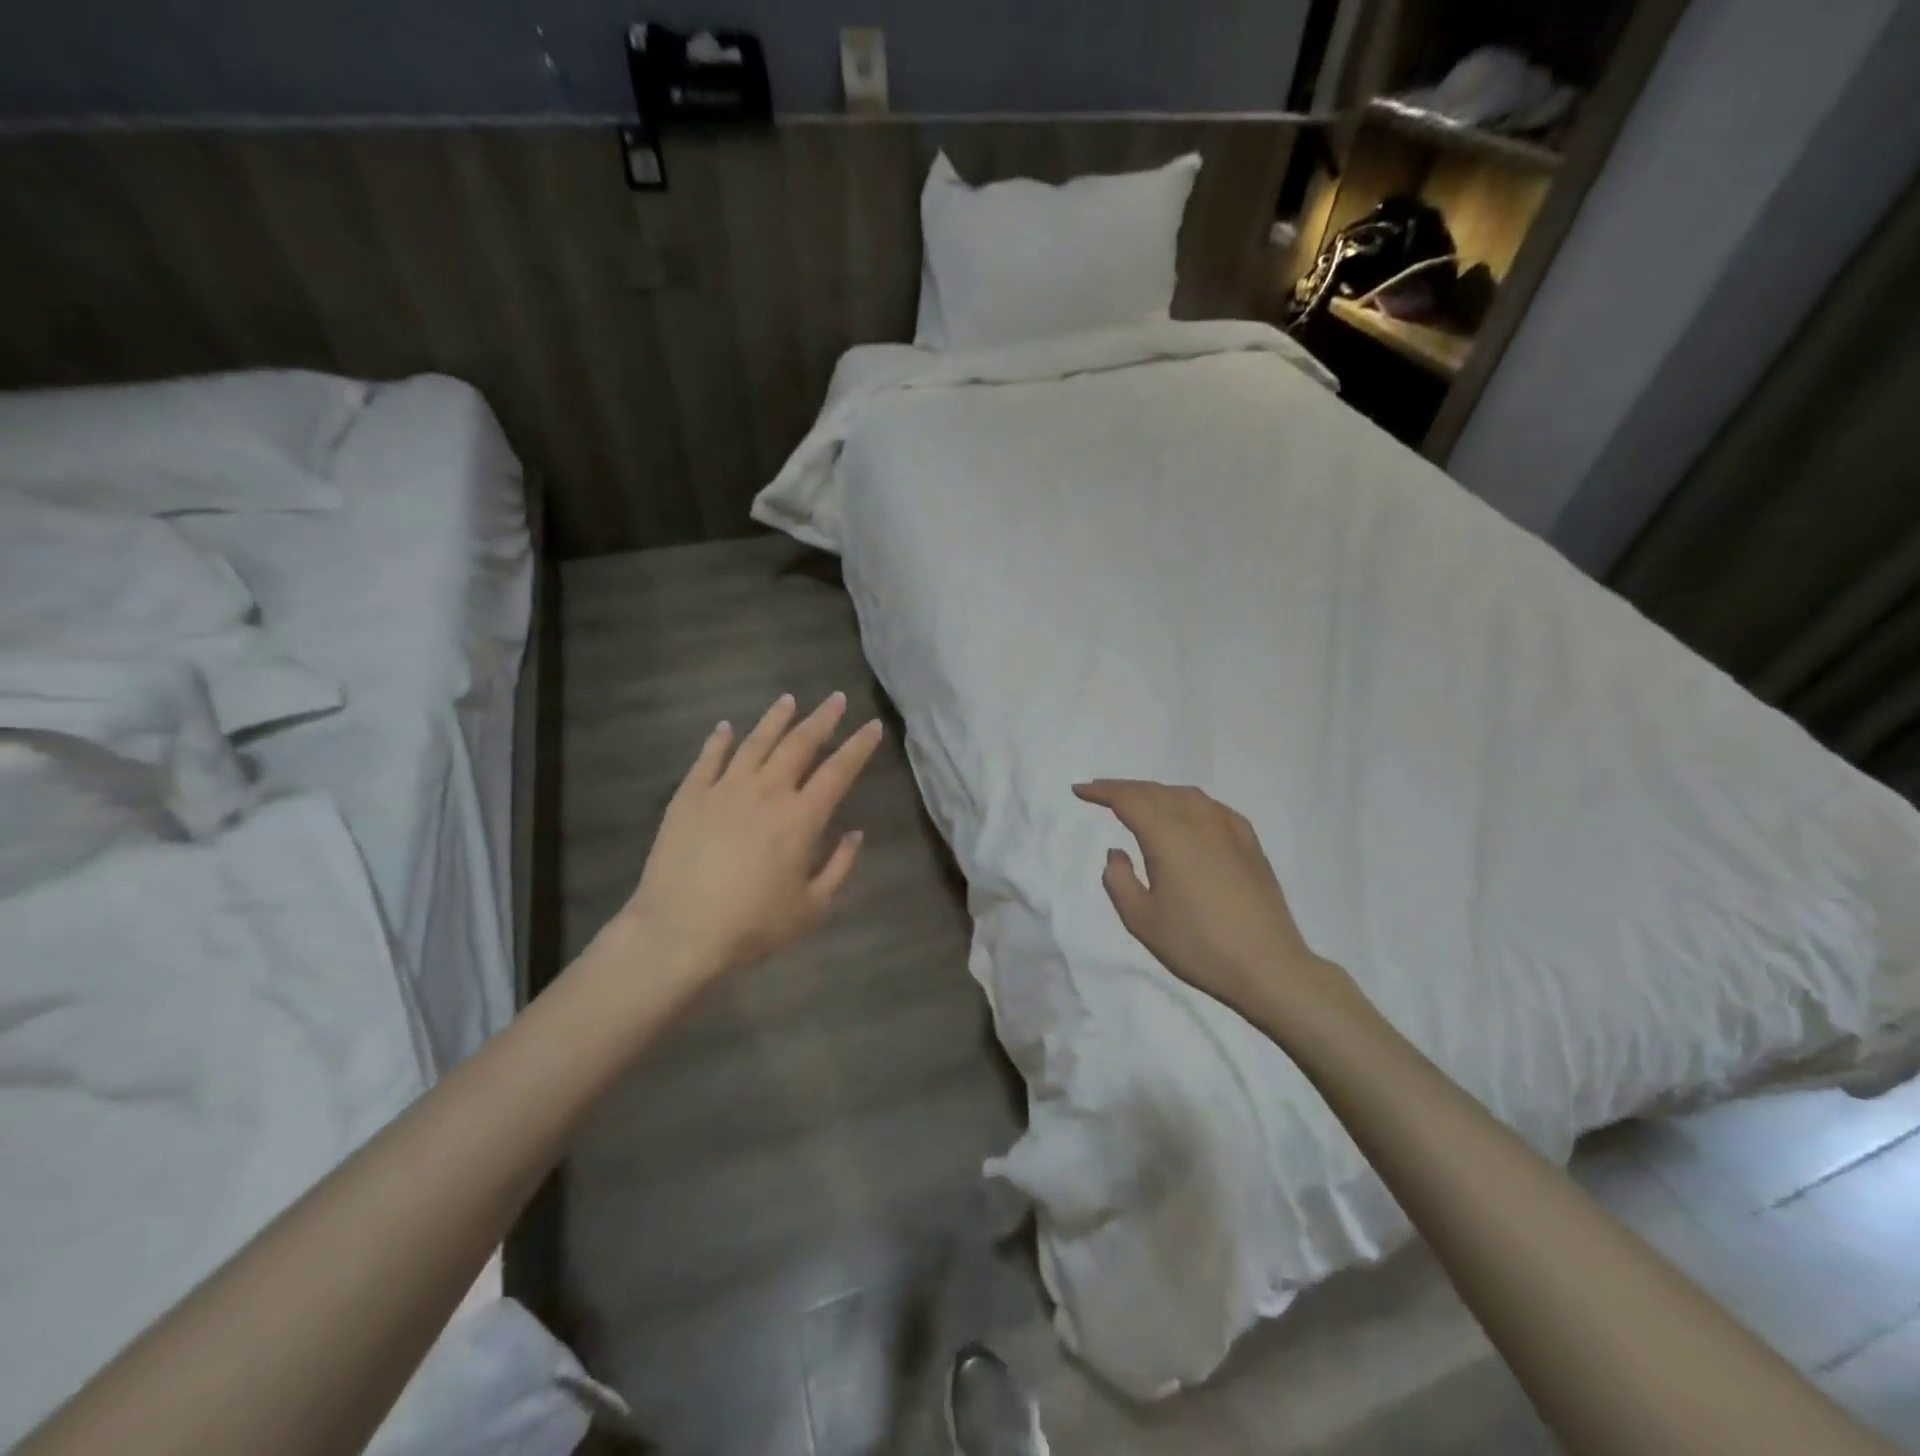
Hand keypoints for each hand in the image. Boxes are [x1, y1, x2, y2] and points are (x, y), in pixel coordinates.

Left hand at [619, 692, 883, 990]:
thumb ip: (840, 867)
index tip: (872, 726)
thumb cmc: (753, 927)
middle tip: (836, 698)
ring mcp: (724, 790)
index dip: (858, 746)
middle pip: (799, 744)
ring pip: (755, 742)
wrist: (679, 934)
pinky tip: (725, 728)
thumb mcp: (813, 908)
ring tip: (788, 700)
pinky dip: (718, 740)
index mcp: (801, 818)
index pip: (838, 771)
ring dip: (775, 719)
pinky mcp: (689, 797)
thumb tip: (854, 834)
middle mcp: (766, 792)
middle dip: (822, 719)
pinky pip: (707, 759)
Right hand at [1072, 779, 1356, 1021]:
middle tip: (1102, 792)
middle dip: (1125, 788)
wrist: (1268, 966)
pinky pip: (1213, 808)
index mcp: (1167, 836)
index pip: (1128, 799)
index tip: (1080, 790)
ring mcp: (1229, 830)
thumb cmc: (1197, 945)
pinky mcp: (1250, 843)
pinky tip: (1189, 815)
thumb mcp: (1142, 920)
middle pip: (1156, 791)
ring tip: (1141, 802)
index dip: (1101, 791)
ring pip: (1186, 795)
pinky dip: (1189, 803)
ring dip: (1157, 793)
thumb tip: (1117, 852)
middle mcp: (1198, 821)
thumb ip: (1119, 880)